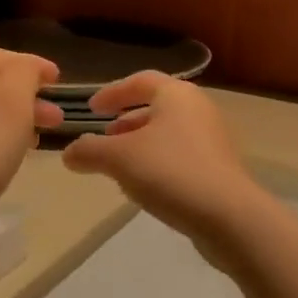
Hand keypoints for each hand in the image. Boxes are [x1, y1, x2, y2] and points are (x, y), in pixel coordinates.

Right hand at [62, 74, 263, 247]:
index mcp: (176, 95)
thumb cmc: (170, 172)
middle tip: (104, 136)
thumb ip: (89, 151)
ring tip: (119, 164)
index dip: (112, 92)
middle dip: (127, 120)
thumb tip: (69, 153)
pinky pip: (181, 155)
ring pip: (169, 132)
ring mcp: (212, 139)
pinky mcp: (219, 168)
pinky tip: (144, 186)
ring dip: (141, 143)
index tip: (91, 108)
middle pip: (157, 106)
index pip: (140, 81)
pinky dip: (158, 161)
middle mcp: (198, 109)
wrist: (229, 217)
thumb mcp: (118, 159)